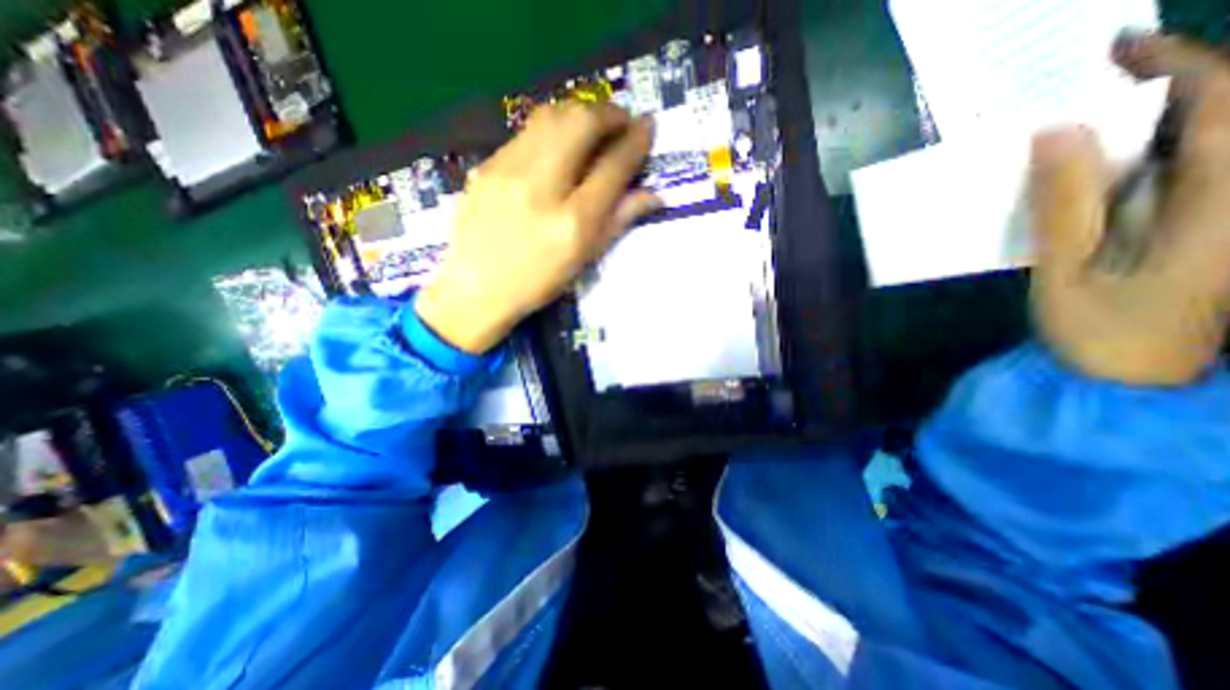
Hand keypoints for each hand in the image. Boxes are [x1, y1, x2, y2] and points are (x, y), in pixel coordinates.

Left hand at [415, 105, 662, 352]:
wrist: (477, 289)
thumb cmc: (539, 282)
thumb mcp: (584, 258)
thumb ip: (619, 221)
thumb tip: (654, 195)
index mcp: (573, 222)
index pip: (613, 167)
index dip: (636, 141)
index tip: (648, 127)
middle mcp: (541, 188)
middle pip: (581, 123)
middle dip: (609, 113)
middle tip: (621, 121)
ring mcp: (507, 172)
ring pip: (550, 116)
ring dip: (579, 113)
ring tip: (592, 127)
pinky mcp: (485, 166)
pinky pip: (525, 133)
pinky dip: (550, 130)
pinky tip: (556, 147)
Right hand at [1031, 32, 1228, 386]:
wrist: (1130, 381)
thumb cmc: (1097, 332)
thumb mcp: (1067, 272)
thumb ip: (1065, 205)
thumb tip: (1054, 135)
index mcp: (1224, 207)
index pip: (1225, 108)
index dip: (1181, 64)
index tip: (1116, 49)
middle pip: (1223, 118)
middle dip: (1165, 87)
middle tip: (1088, 87)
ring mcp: (1219, 215)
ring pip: (1200, 144)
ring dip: (1144, 124)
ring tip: (1077, 125)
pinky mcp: (1195, 229)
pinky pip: (1176, 175)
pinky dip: (1135, 159)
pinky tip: (1087, 168)